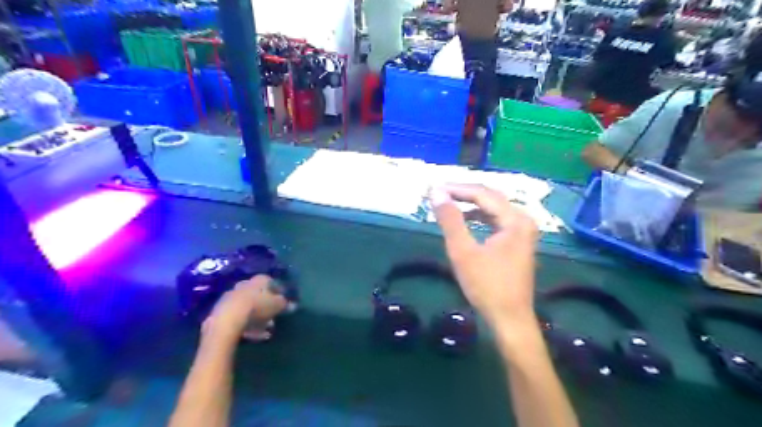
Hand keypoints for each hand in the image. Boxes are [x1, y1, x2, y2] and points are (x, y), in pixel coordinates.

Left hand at [201, 276, 287, 344]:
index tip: (283, 301)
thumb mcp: (278, 306)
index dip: (277, 291)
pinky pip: (237, 316)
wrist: (227, 320)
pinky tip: (251, 334)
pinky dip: (245, 324)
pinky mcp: (220, 311)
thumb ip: (286, 304)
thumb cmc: (257, 307)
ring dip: (256, 316)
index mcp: (259, 280)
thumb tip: (293, 305)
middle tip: (273, 316)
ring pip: (247, 306)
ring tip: (264, 329)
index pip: (270, 281)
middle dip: (265, 304)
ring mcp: (230, 297)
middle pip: (257, 293)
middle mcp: (244, 284)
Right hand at [431, 183, 537, 326]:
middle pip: (490, 198)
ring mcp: (523, 231)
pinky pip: (496, 221)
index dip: (456, 189)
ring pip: (493, 209)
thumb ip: (450, 220)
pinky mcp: (518, 242)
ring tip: (448, 204)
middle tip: (438, 194)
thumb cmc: (486, 286)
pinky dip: (479, 218)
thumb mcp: (463, 251)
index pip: (482, 193)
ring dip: (470, 205)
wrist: (509, 319)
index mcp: (515, 219)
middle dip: (463, 194)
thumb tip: (436, 193)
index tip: (433, 189)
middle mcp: (523, 220)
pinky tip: (465, 221)